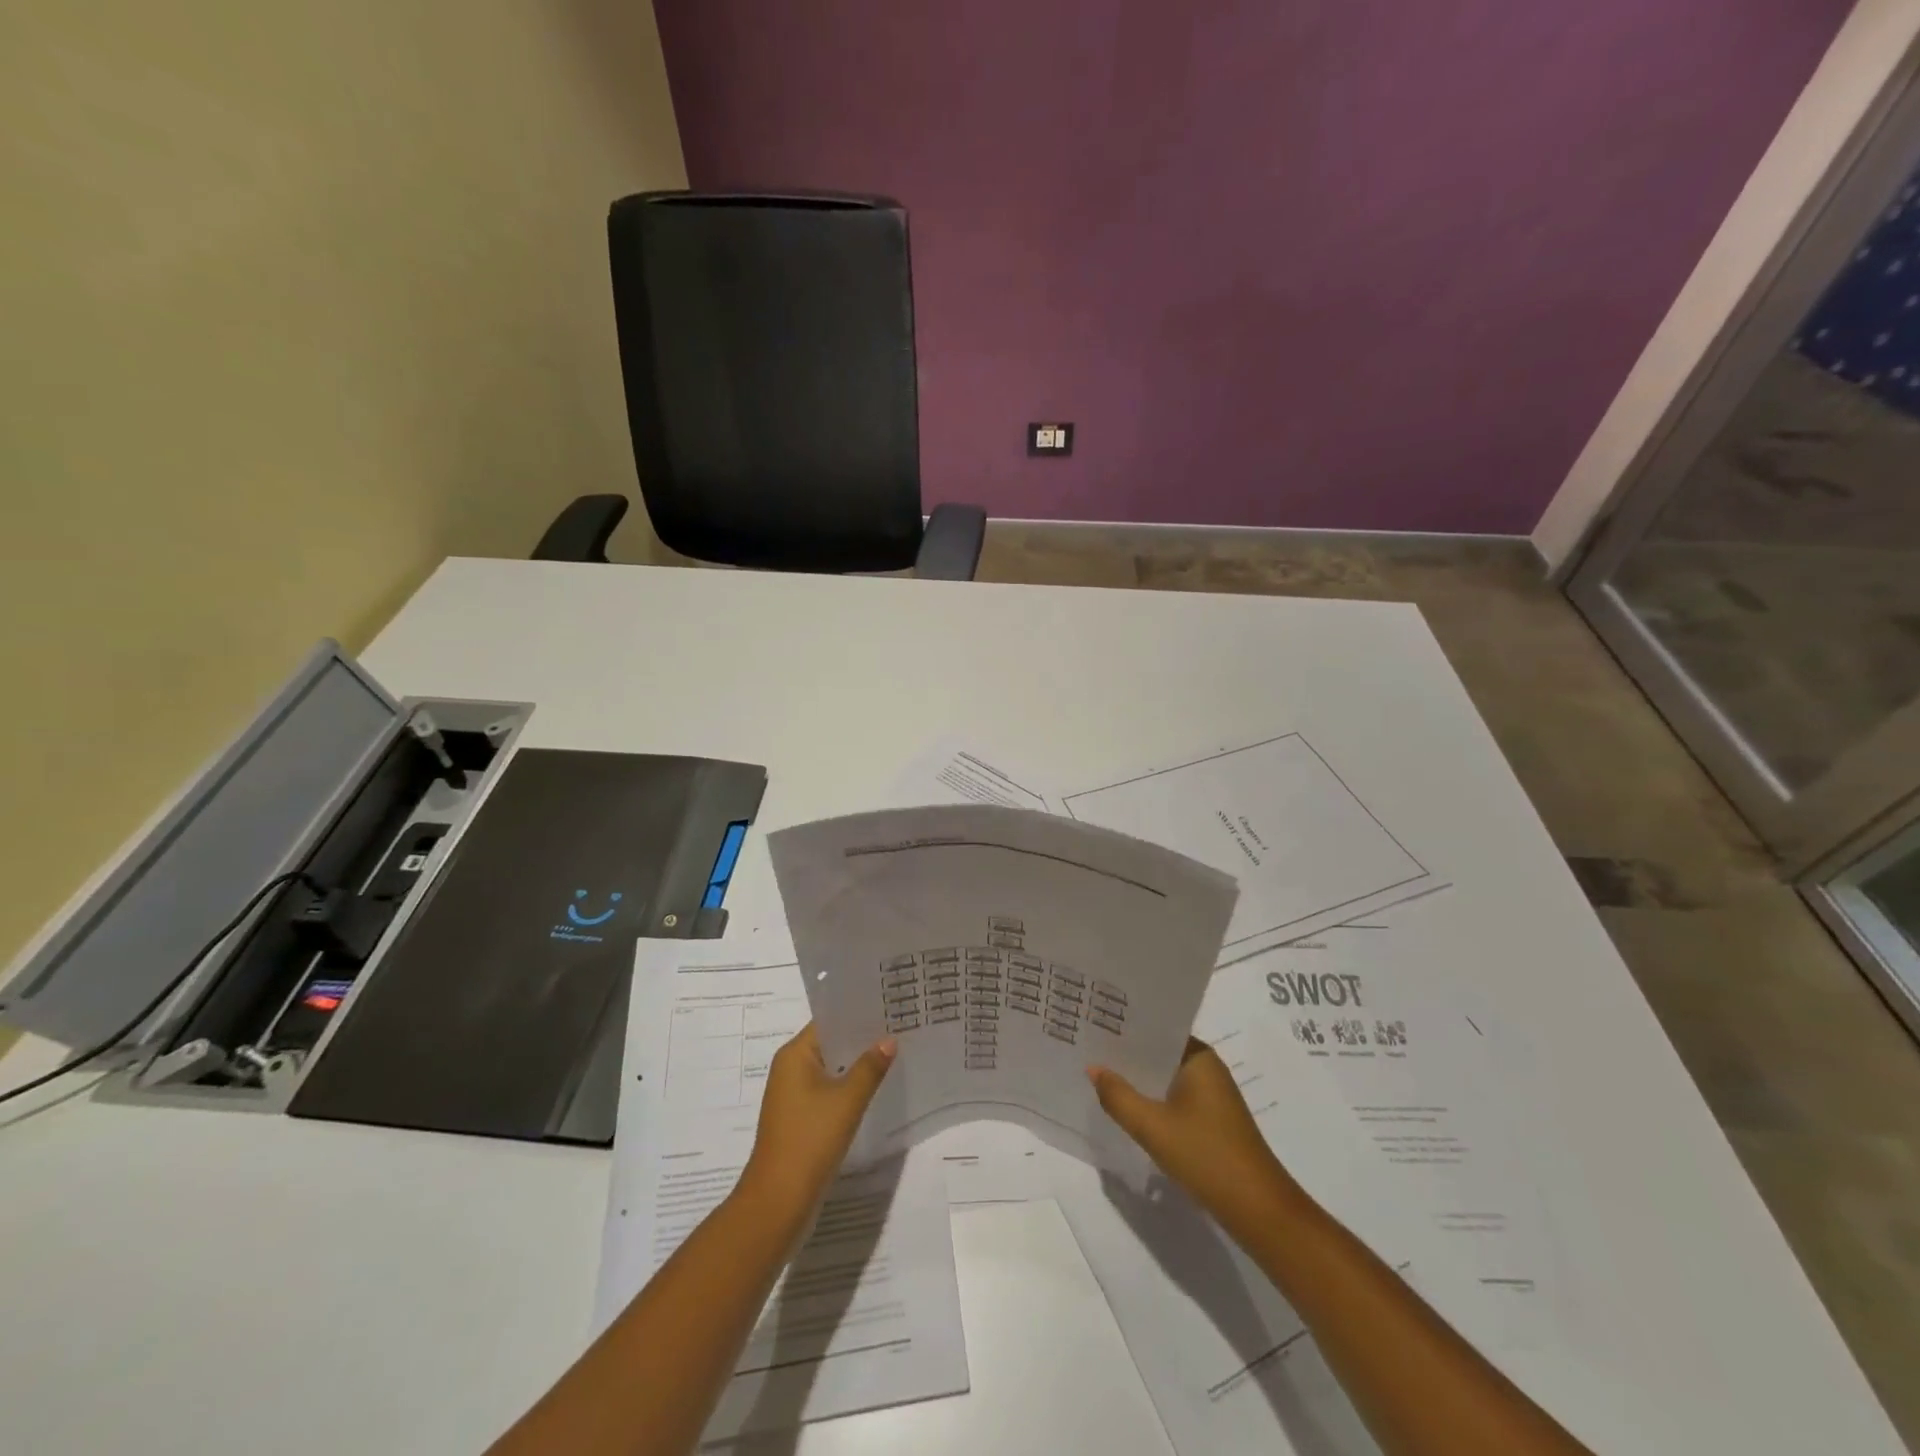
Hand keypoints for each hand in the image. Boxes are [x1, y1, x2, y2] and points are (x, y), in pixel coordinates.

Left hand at [741, 1023, 894, 1216]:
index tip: (888, 1006)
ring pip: (831, 1069)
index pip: (828, 1021)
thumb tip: (889, 1039)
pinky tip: (876, 1088)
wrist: (779, 1202)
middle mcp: (790, 1069)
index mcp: (794, 1055)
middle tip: (899, 1026)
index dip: (857, 1013)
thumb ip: (870, 1067)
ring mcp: (794, 1096)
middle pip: (830, 1044)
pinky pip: (828, 1092)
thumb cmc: (810, 1140)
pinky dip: (849, 1087)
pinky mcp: (801, 1119)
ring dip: (857, 1065)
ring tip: (895, 1052)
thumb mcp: (846, 1100)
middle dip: (862, 1039)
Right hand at [1088, 1038, 1297, 1238]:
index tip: (1093, 1022)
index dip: (1124, 1026)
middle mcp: (1207, 1068)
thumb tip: (1093, 1068)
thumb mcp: (1153, 1127)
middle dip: (1126, 1053)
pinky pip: (1173, 1097)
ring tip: (1098, 1073)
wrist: (1259, 1211)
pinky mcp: (1211, 1120)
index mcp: (1198, 1057)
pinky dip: (1151, 1099)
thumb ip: (1118, 1096)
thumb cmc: (1207, 1157)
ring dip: (1138, 1078)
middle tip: (1086, 1046)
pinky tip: (1127, 1106)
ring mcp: (1211, 1095)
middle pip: (1158, 1052)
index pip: (1155, 1028)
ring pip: (1164, 1077)